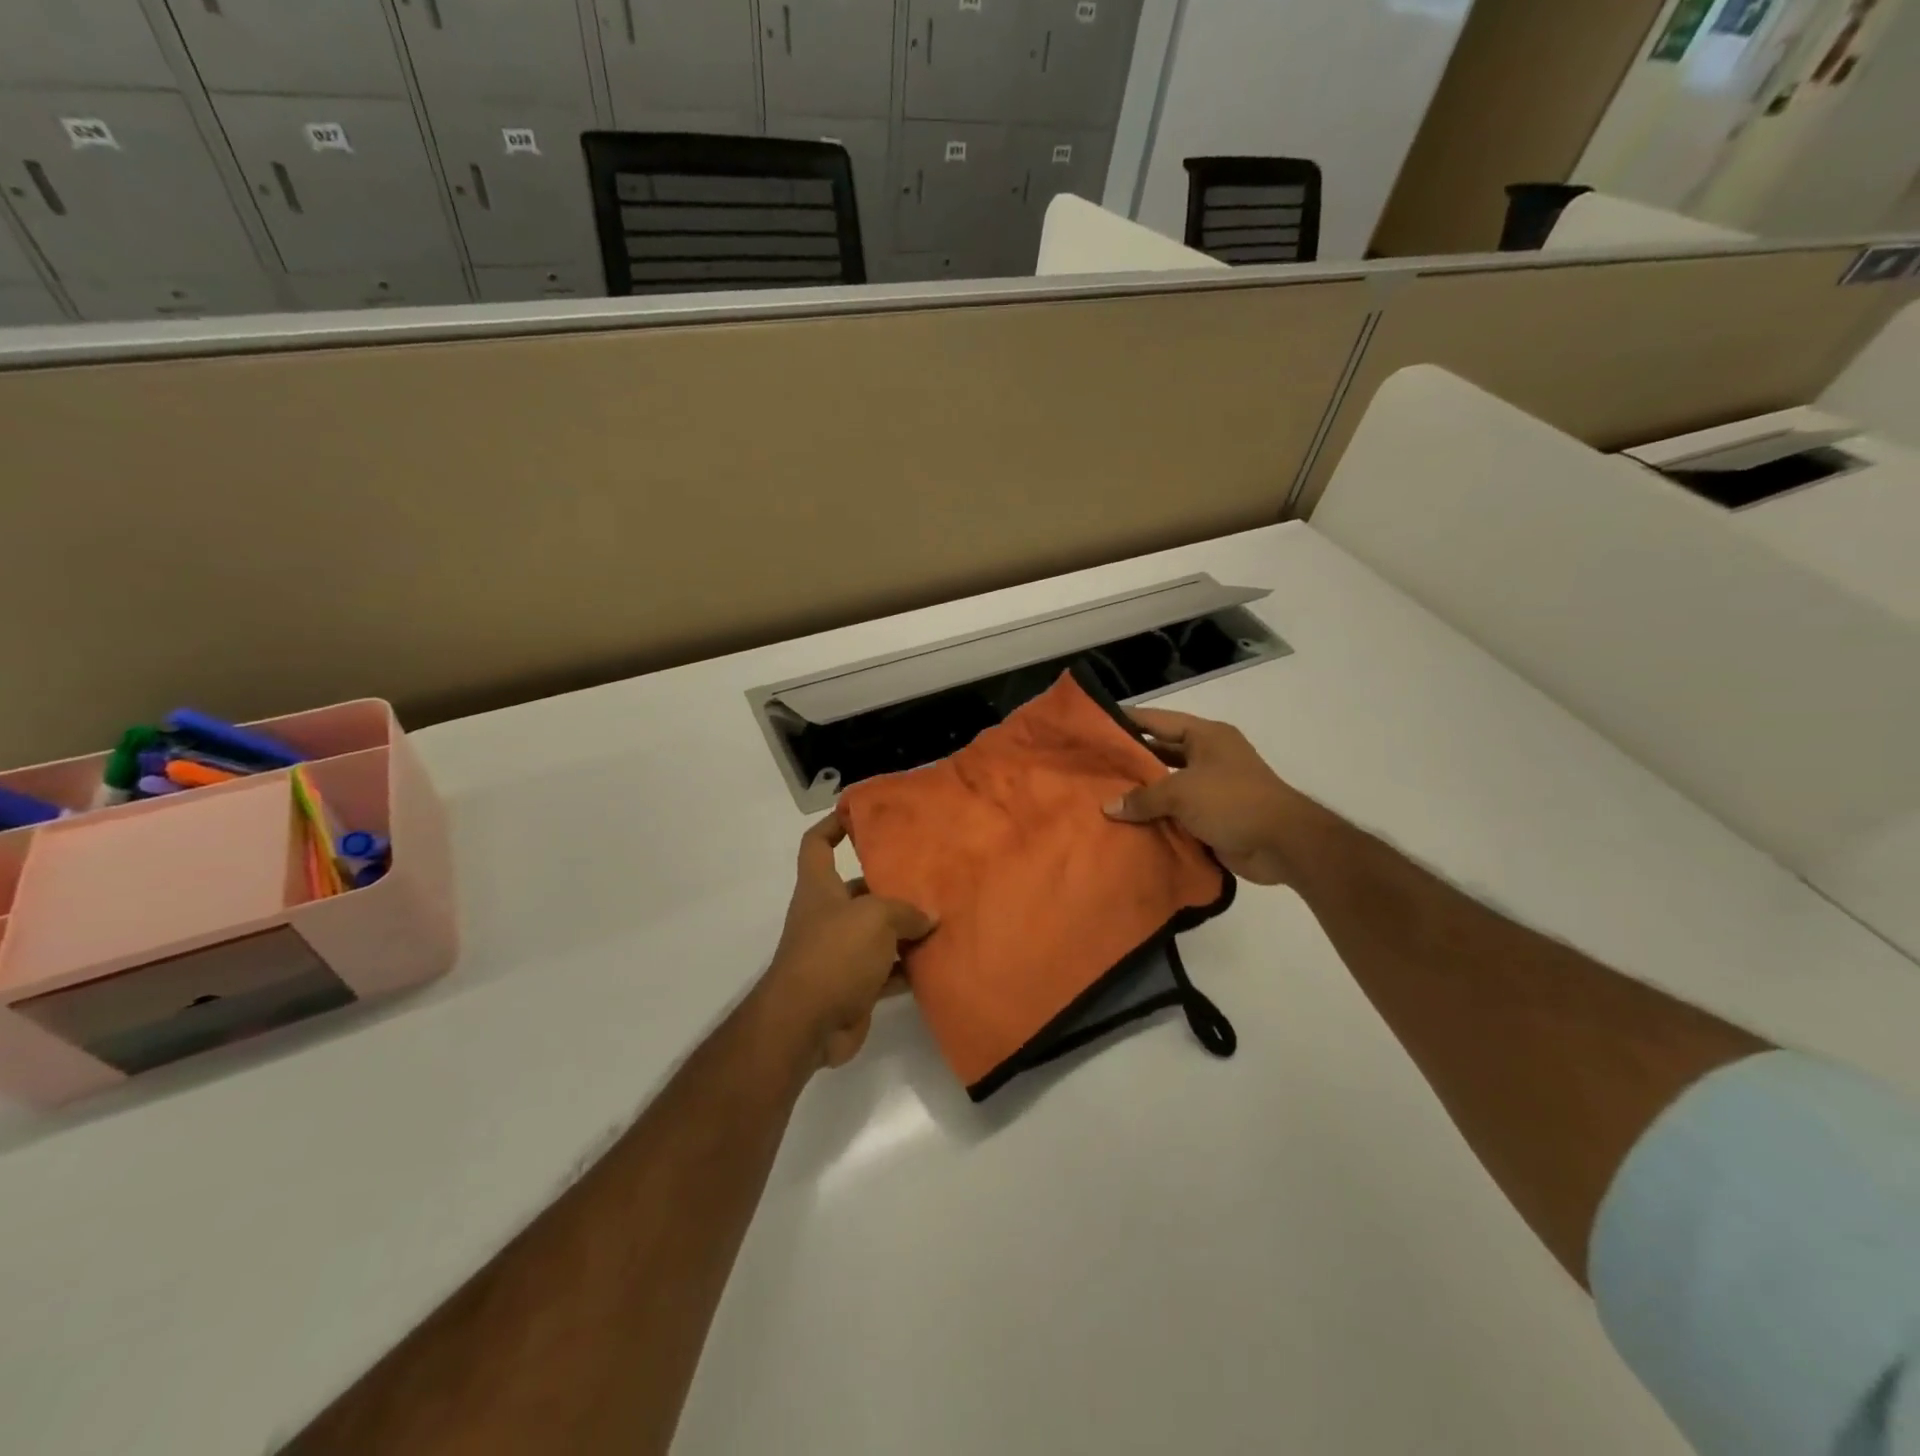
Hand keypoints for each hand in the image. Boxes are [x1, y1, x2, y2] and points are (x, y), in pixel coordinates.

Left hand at [761, 811, 935, 1069]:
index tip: (860, 814)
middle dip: (891, 884)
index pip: (817, 844)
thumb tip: (927, 917)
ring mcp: (840, 953)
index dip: (833, 825)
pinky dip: (908, 967)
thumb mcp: (875, 918)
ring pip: (878, 932)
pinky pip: (887, 970)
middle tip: (931, 877)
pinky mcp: (854, 986)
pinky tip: (939, 961)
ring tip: (944, 917)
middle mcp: (827, 916)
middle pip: (859, 889)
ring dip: (906, 929)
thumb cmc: (834, 954)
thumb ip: (905, 911)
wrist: (806, 1024)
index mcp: (820, 888)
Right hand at [1103, 708, 1320, 885]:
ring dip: (1141, 794)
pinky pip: (1176, 812)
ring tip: (1101, 796)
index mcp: (1205, 736)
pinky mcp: (1212, 816)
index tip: (1094, 723)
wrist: (1282, 844)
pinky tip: (1126, 824)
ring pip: (1166, 785)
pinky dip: (1155, 818)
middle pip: (1160, 752)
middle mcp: (1208, 756)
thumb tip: (1108, 807)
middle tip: (1092, 765)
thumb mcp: (1182, 792)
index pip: (1157, 720)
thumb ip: (1143, 798)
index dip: (1126, 720)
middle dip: (1129, 761)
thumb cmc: (1232, 801)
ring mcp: (1211, 787)